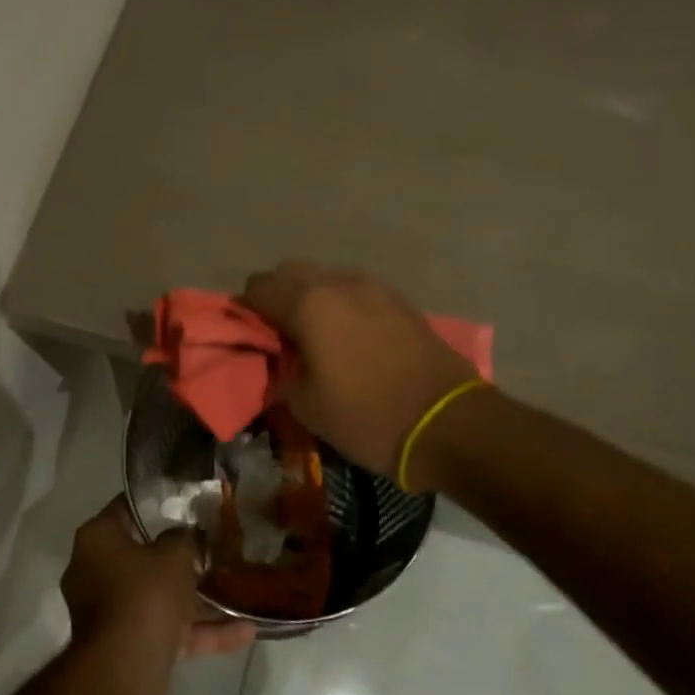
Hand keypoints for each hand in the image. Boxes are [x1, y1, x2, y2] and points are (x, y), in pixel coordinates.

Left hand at [60, 498, 255, 694]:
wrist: (124, 673)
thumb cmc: (144, 596)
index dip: (156, 500)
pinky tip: (245, 631)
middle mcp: (96, 571)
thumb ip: (183, 538)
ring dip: (195, 596)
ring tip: (235, 586)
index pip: (126, 508)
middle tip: (212, 541)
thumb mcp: (174, 555)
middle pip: (142, 554)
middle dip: (179, 553)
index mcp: (97, 539)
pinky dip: (200, 631)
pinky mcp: (129, 645)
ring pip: (158, 595)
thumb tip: (185, 534)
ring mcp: (111, 611)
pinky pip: (167, 629)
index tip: (186, 499)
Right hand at [243, 260, 485, 481]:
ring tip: (316, 334)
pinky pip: (355, 289)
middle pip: (290, 271)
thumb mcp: (306, 405)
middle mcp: (338, 283)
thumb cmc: (368, 417)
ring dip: (310, 296)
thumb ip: (283, 370)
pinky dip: (341, 303)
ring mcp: (373, 287)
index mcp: (308, 303)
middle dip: (276, 295)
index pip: (258, 288)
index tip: (249, 337)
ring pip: (325, 276)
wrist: (449, 424)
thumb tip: (283, 356)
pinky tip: (349, 336)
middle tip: (279, 334)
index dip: (245, 310)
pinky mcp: (400, 300)